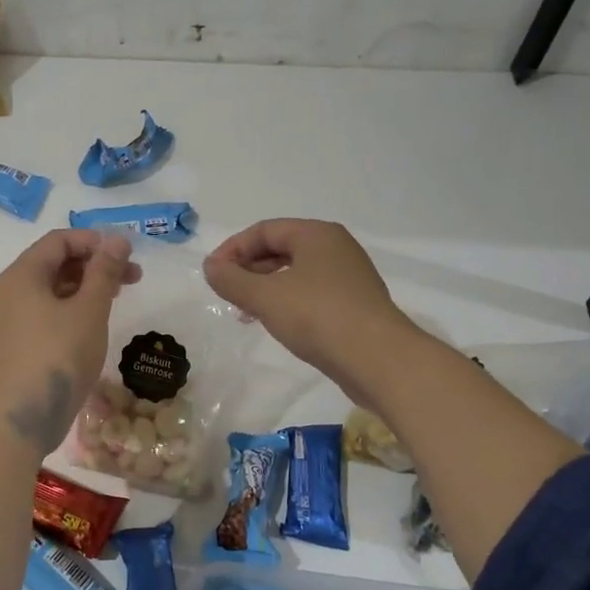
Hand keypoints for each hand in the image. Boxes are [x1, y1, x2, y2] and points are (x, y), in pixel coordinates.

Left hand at [0, 229, 139, 453]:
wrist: (24, 415)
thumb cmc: (59, 355)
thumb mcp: (90, 309)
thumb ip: (104, 271)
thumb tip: (116, 240)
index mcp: (22, 275)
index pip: (59, 241)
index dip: (94, 242)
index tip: (126, 255)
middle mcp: (8, 291)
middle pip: (54, 264)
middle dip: (94, 266)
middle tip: (132, 278)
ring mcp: (7, 320)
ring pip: (50, 290)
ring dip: (84, 288)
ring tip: (117, 300)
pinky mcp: (13, 344)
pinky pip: (43, 313)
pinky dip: (69, 310)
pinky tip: (92, 324)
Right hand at [203, 219, 416, 399]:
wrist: (379, 359)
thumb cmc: (318, 317)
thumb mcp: (265, 297)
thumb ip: (232, 280)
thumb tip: (211, 267)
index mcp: (316, 234)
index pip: (264, 230)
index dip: (232, 249)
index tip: (212, 274)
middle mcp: (335, 248)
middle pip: (280, 248)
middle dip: (248, 268)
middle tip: (226, 293)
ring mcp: (348, 277)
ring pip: (295, 273)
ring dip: (265, 287)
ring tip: (245, 311)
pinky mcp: (354, 305)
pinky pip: (311, 294)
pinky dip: (287, 302)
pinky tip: (276, 323)